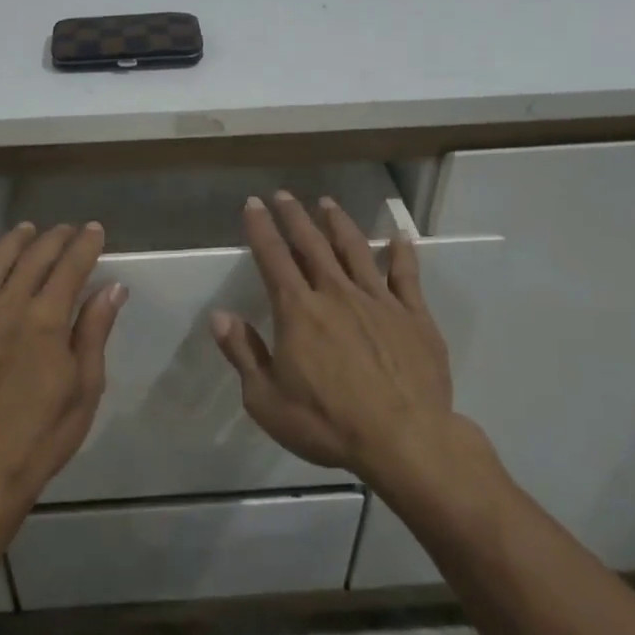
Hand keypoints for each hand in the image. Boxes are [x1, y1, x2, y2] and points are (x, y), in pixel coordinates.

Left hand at [0, 221, 127, 502]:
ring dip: (13, 241)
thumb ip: (93, 331)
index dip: (85, 245)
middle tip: (67, 230)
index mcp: (45, 321)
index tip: (94, 230)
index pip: (70, 267)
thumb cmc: (42, 434)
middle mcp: (7, 307)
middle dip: (54, 239)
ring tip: (26, 231)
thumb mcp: (84, 387)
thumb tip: (112, 288)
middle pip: (33, 258)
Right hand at [211, 192, 457, 483]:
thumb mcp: (267, 399)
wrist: (405, 440)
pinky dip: (402, 253)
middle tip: (284, 195)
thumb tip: (219, 316)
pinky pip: (407, 275)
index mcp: (298, 311)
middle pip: (313, 245)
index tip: (253, 204)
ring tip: (328, 203)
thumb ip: (244, 354)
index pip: (274, 259)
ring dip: (340, 224)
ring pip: (356, 251)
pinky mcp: (414, 317)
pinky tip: (399, 237)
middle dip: (295, 217)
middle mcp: (337, 294)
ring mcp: (379, 302)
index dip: (261, 229)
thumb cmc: (327, 423)